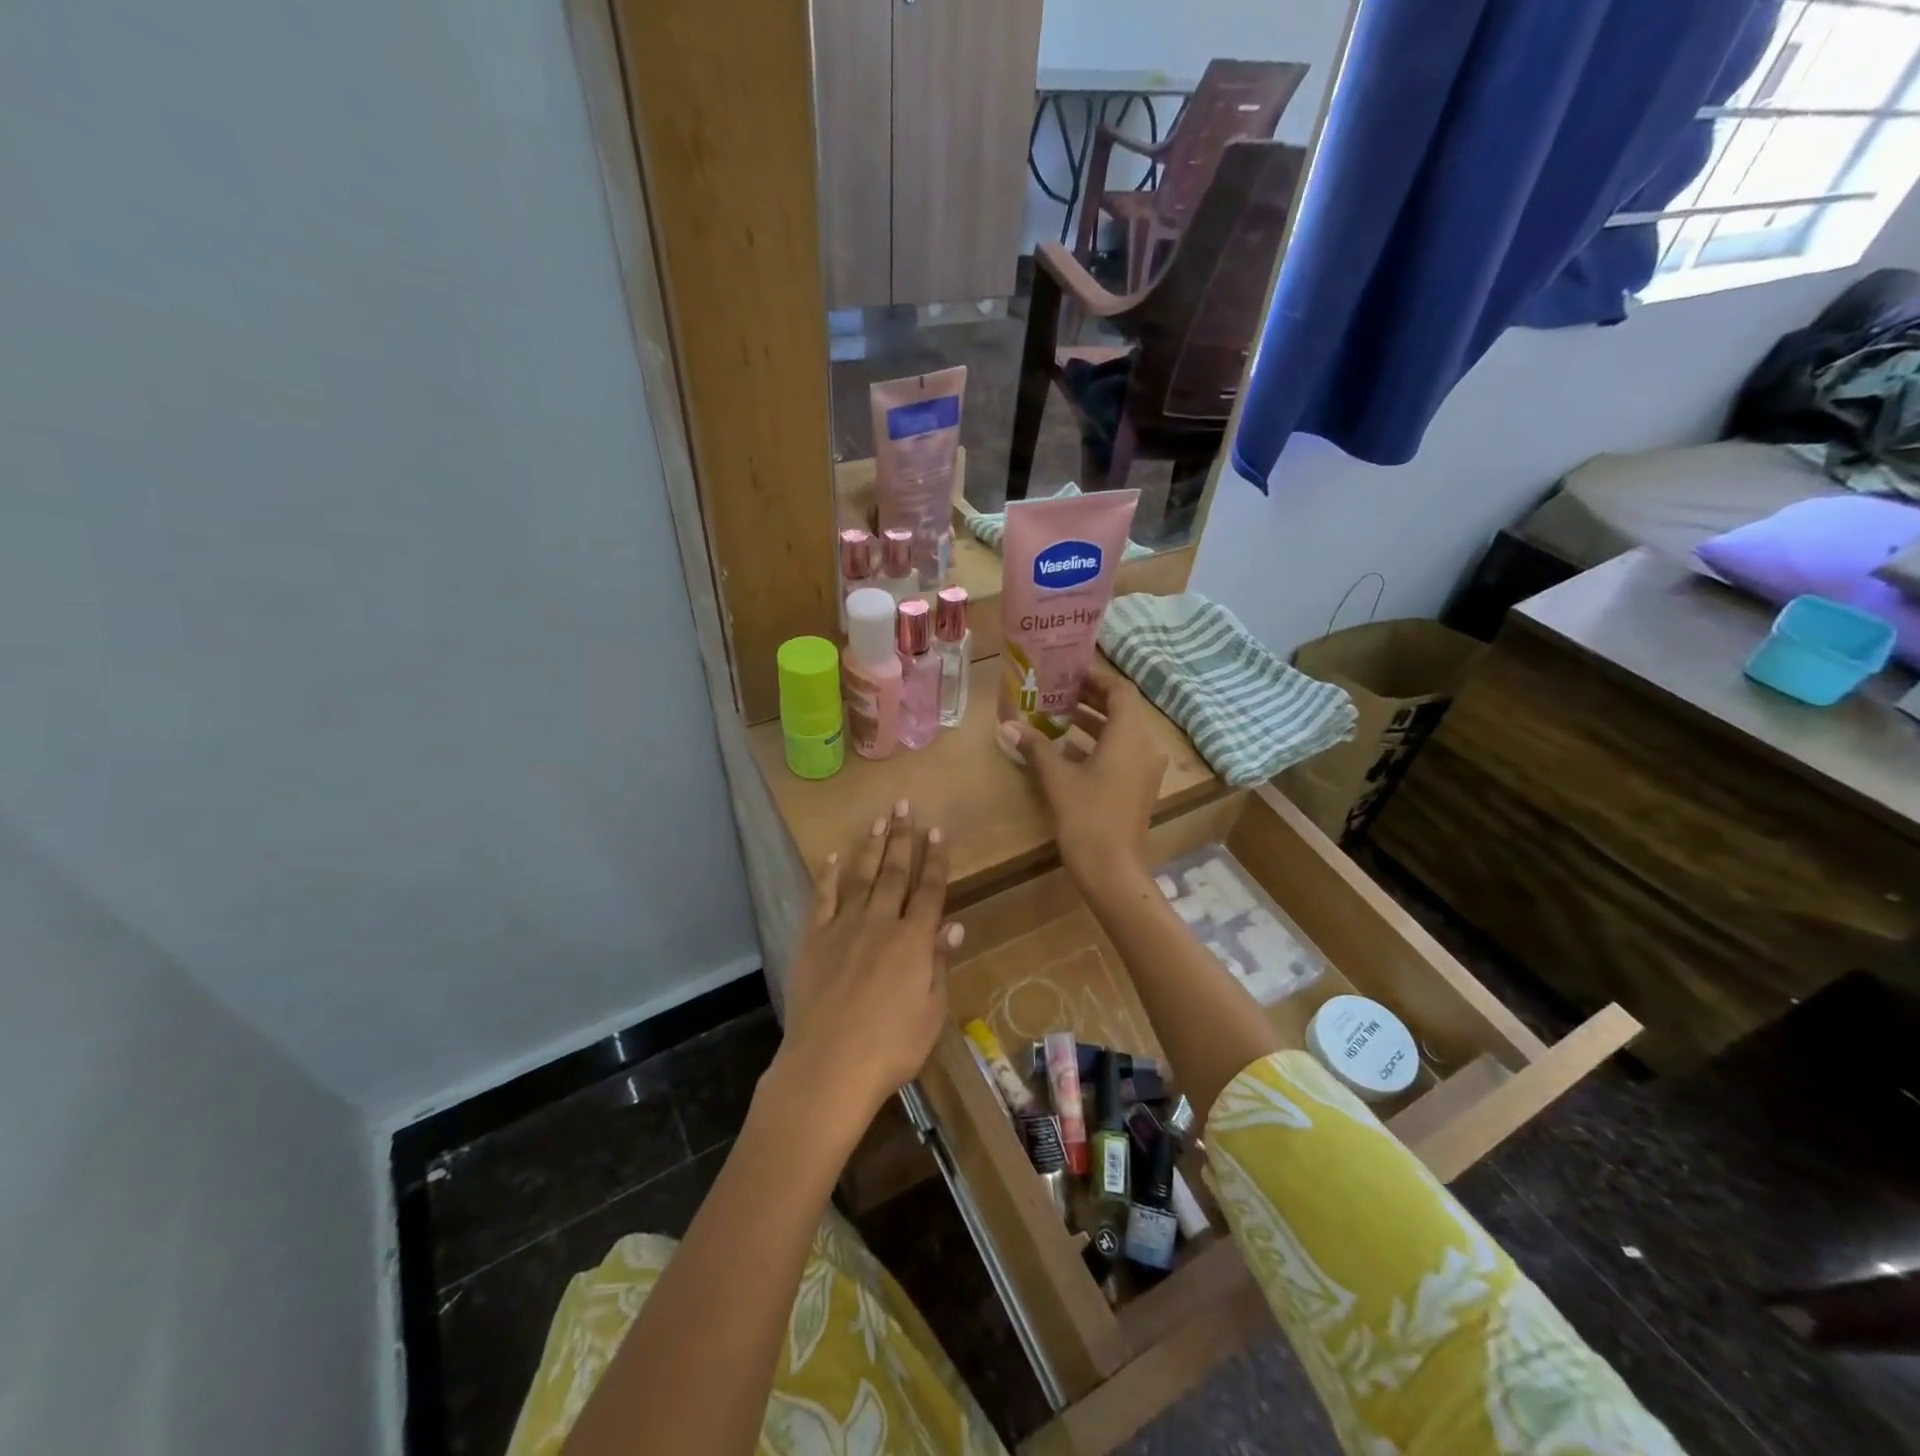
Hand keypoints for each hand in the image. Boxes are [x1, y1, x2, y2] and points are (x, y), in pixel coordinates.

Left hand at [773, 800, 959, 1134]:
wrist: (828, 1065)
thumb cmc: (891, 1047)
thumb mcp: (931, 1012)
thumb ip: (939, 964)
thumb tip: (954, 926)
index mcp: (913, 941)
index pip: (930, 890)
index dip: (936, 860)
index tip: (938, 831)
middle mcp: (880, 923)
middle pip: (895, 873)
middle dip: (903, 838)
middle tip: (905, 806)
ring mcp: (843, 927)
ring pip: (862, 877)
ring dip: (871, 846)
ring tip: (879, 820)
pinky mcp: (813, 939)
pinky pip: (822, 898)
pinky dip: (827, 875)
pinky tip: (831, 857)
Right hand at [999, 662, 1165, 887]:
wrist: (1113, 870)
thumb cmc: (1087, 818)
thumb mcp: (1057, 779)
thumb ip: (1035, 747)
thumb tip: (1008, 725)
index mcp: (1129, 736)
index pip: (1120, 691)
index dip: (1096, 678)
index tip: (1069, 672)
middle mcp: (1144, 746)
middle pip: (1122, 710)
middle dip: (1091, 698)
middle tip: (1058, 690)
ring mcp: (1145, 769)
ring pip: (1121, 733)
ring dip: (1093, 722)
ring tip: (1058, 715)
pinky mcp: (1139, 787)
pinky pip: (1122, 753)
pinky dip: (1098, 744)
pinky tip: (1067, 750)